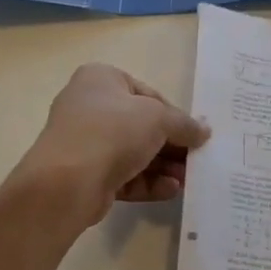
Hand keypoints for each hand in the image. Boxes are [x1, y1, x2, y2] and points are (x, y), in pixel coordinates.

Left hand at [12, 64, 210, 228]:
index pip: (147, 94)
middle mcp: (89, 106)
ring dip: (163, 166)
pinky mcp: (85, 175)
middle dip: (171, 145)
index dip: (174, 114)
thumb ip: (184, 124)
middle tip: (196, 160)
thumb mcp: (158, 118)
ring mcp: (84, 143)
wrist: (67, 182)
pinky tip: (170, 190)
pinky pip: (122, 175)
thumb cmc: (113, 131)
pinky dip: (147, 182)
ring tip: (188, 180)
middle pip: (140, 126)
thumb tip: (203, 131)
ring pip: (132, 153)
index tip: (194, 134)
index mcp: (100, 79)